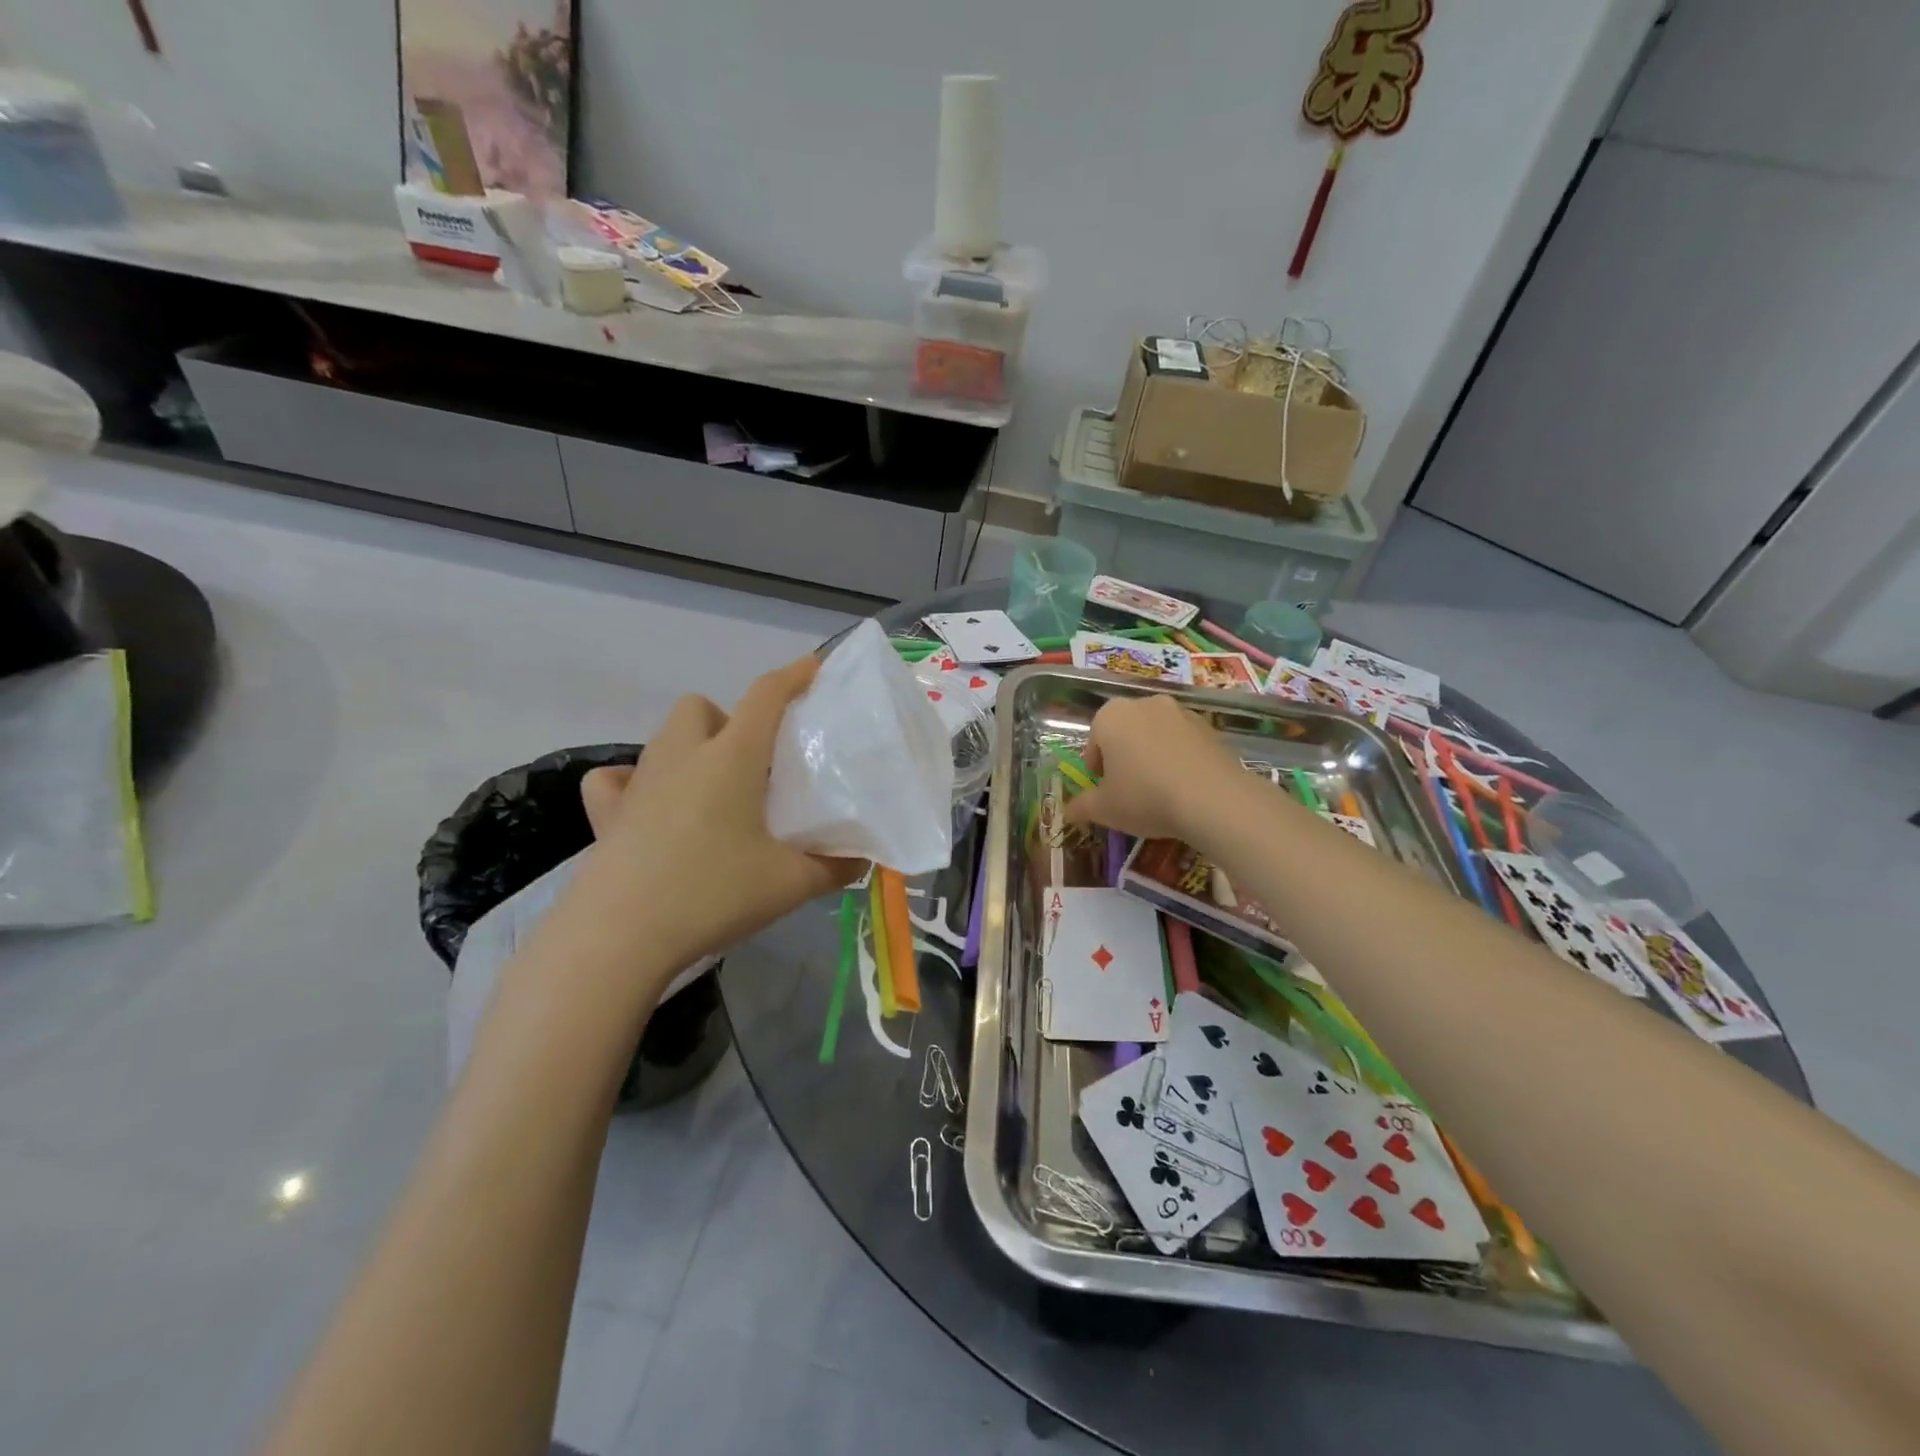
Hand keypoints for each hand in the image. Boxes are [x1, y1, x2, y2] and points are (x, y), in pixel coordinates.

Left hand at [564, 656, 861, 978]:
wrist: (622, 936)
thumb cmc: (714, 894)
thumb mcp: (790, 884)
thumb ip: (834, 867)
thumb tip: (860, 862)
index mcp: (732, 757)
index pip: (766, 695)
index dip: (793, 675)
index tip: (813, 668)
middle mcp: (682, 755)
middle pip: (702, 706)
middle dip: (730, 720)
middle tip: (754, 765)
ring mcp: (639, 781)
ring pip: (664, 736)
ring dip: (691, 747)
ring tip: (713, 790)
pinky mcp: (607, 813)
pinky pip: (616, 778)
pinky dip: (635, 781)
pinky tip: (651, 808)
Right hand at [1062, 693, 1245, 842]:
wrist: (1213, 799)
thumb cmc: (1145, 797)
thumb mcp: (1104, 809)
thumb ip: (1081, 807)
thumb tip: (1068, 812)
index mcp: (1111, 715)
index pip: (1094, 739)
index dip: (1096, 767)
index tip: (1104, 789)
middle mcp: (1145, 704)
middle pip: (1125, 732)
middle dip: (1124, 757)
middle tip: (1128, 790)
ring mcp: (1181, 712)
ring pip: (1156, 735)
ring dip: (1152, 756)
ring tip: (1159, 791)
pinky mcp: (1210, 727)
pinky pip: (1184, 743)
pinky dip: (1179, 759)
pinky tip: (1184, 788)